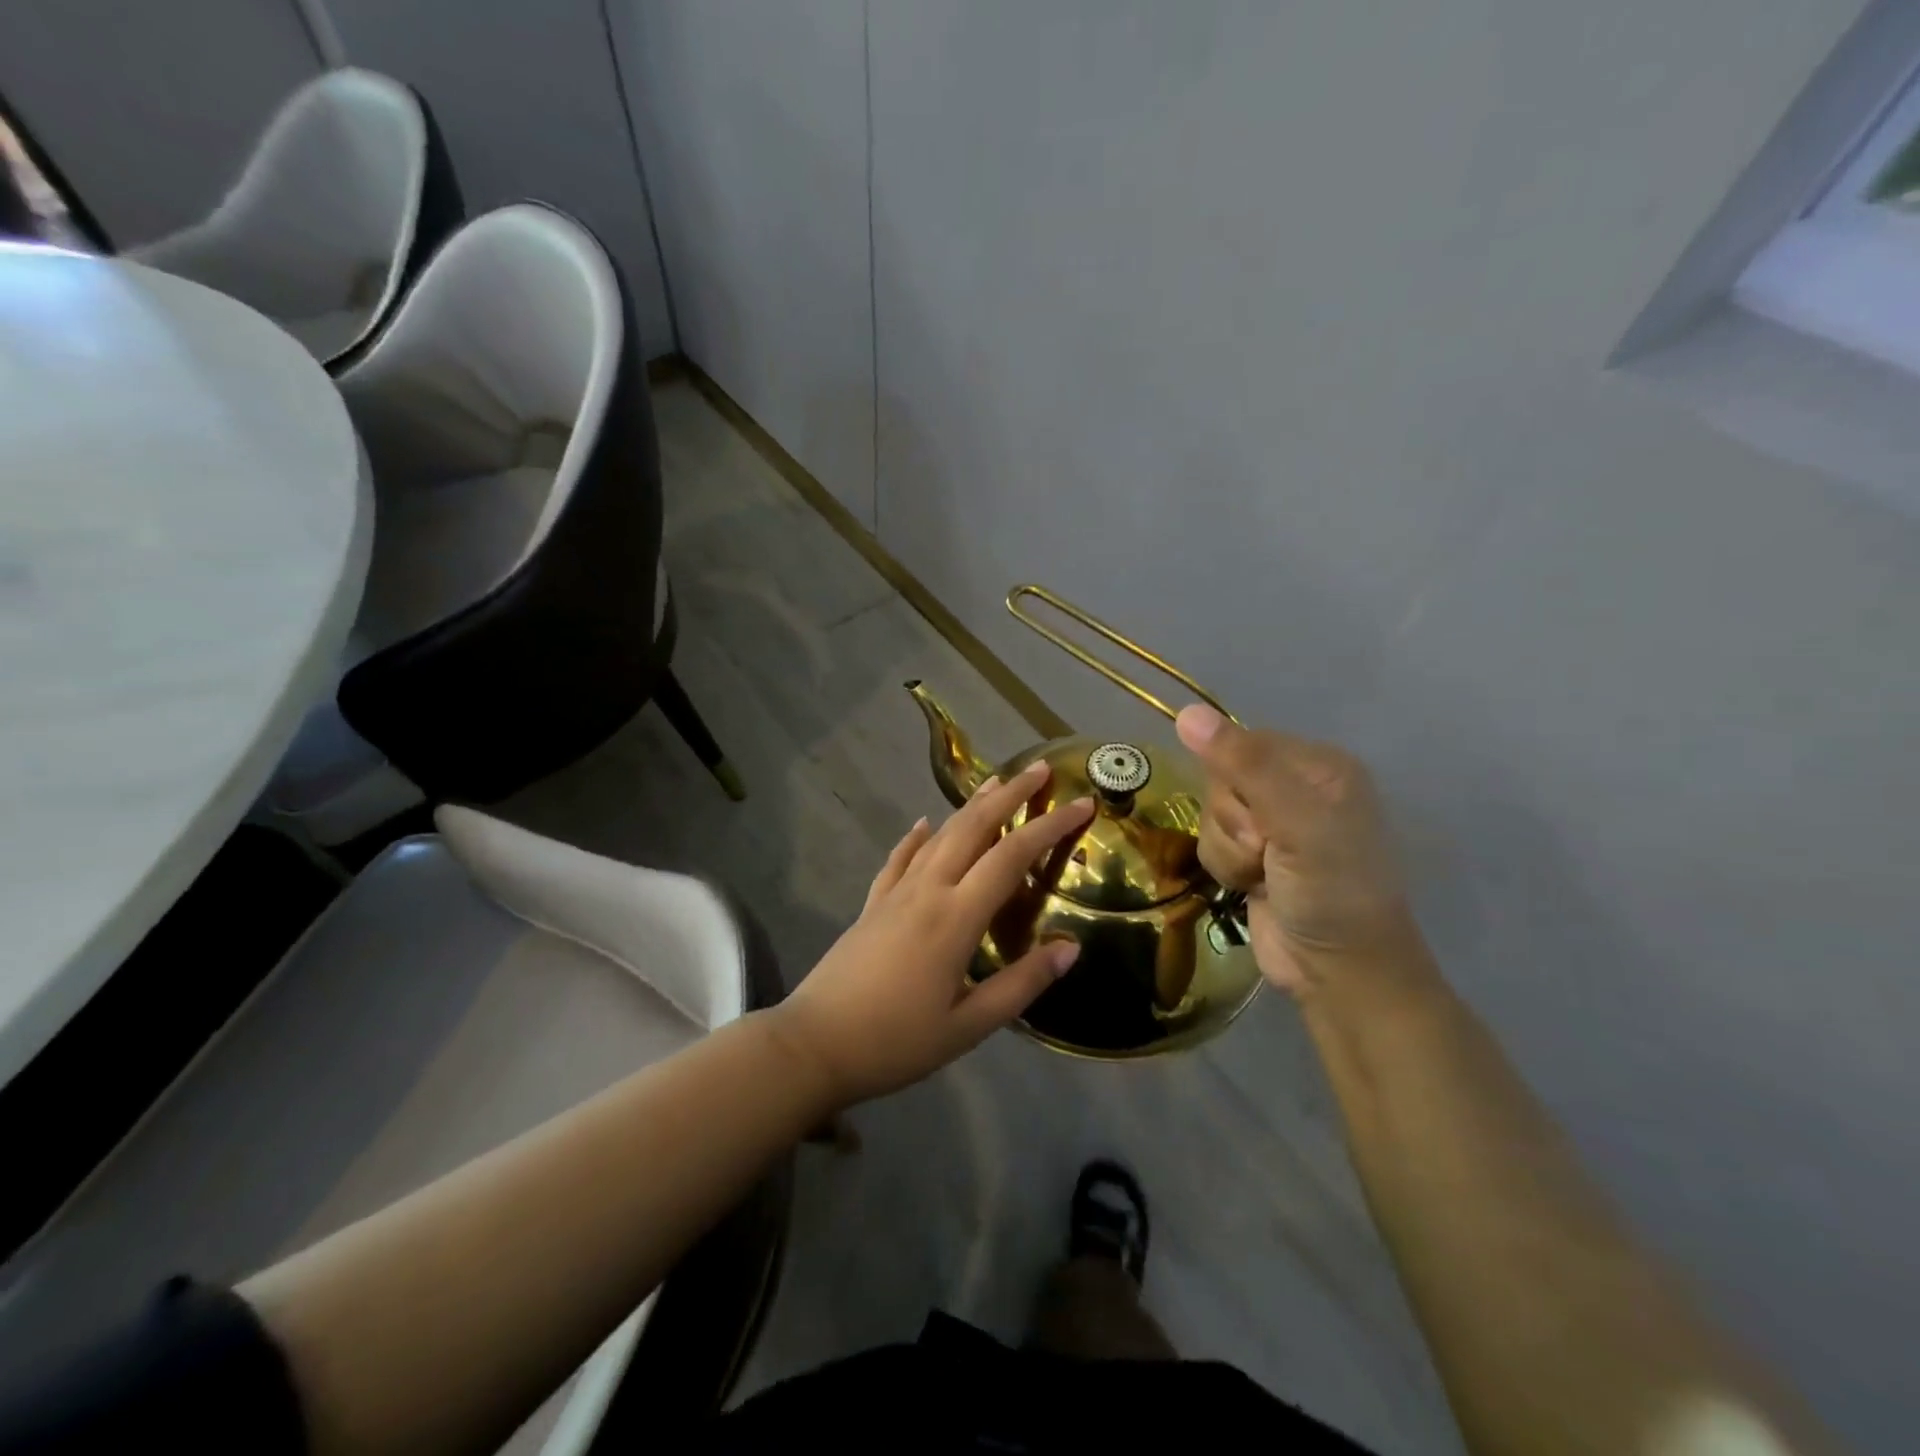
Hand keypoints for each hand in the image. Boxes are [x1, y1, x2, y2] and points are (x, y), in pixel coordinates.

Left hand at [769, 761, 1094, 1105]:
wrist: (814, 1044)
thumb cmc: (896, 1041)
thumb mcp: (969, 1026)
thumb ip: (1021, 985)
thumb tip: (1070, 947)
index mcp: (955, 917)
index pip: (1011, 856)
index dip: (1049, 826)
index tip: (1081, 803)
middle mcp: (927, 890)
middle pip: (972, 827)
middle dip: (1008, 794)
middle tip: (1038, 770)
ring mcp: (895, 893)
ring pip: (938, 835)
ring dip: (969, 806)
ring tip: (994, 783)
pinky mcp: (872, 904)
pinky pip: (899, 858)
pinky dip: (916, 836)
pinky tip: (922, 823)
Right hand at [1176, 704, 1411, 996]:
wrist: (1339, 970)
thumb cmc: (1332, 890)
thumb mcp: (1297, 822)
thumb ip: (1245, 765)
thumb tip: (1188, 713)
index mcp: (1318, 765)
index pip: (1242, 744)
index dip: (1237, 782)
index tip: (1264, 819)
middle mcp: (1295, 787)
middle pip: (1221, 779)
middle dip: (1233, 821)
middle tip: (1268, 851)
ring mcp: (1273, 824)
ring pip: (1209, 812)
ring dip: (1228, 849)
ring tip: (1262, 873)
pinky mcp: (1252, 855)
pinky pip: (1209, 841)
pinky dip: (1224, 866)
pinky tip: (1252, 885)